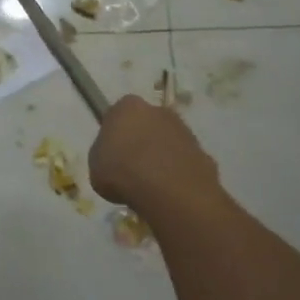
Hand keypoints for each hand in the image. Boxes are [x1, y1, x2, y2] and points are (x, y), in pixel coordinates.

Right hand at [88, 96, 214, 205]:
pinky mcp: (204, 153)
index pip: (118, 114)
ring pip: (167, 142)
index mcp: (127, 106)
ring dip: (161, 157)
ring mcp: (184, 131)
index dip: (114, 134)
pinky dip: (178, 173)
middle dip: (141, 141)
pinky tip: (170, 193)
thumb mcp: (95, 164)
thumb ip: (104, 154)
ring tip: (150, 185)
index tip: (111, 153)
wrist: (169, 192)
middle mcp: (158, 111)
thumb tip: (114, 156)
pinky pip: (184, 162)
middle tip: (131, 168)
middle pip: (146, 124)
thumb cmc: (122, 171)